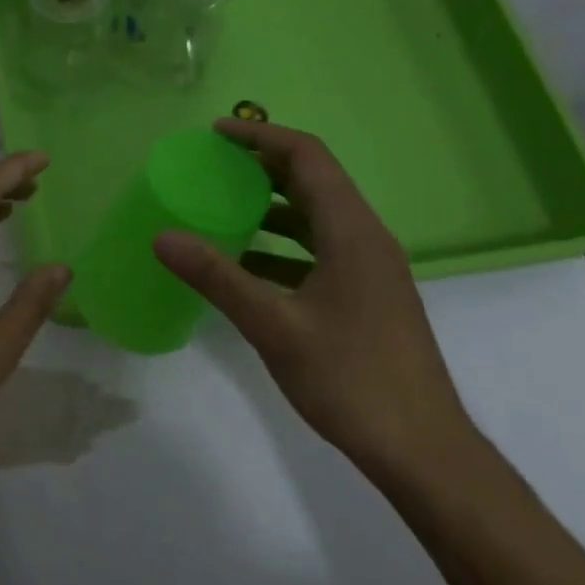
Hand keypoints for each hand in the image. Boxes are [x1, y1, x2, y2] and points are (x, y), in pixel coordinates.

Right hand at [153, 120, 476, 481]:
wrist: (422, 450)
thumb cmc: (351, 379)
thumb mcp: (274, 325)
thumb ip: (217, 276)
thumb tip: (162, 236)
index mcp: (352, 232)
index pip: (307, 157)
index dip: (260, 136)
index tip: (215, 134)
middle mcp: (366, 238)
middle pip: (313, 180)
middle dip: (261, 166)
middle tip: (210, 166)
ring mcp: (370, 268)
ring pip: (316, 216)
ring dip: (270, 205)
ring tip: (220, 207)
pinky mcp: (366, 295)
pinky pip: (319, 249)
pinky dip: (281, 245)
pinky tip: (246, 265)